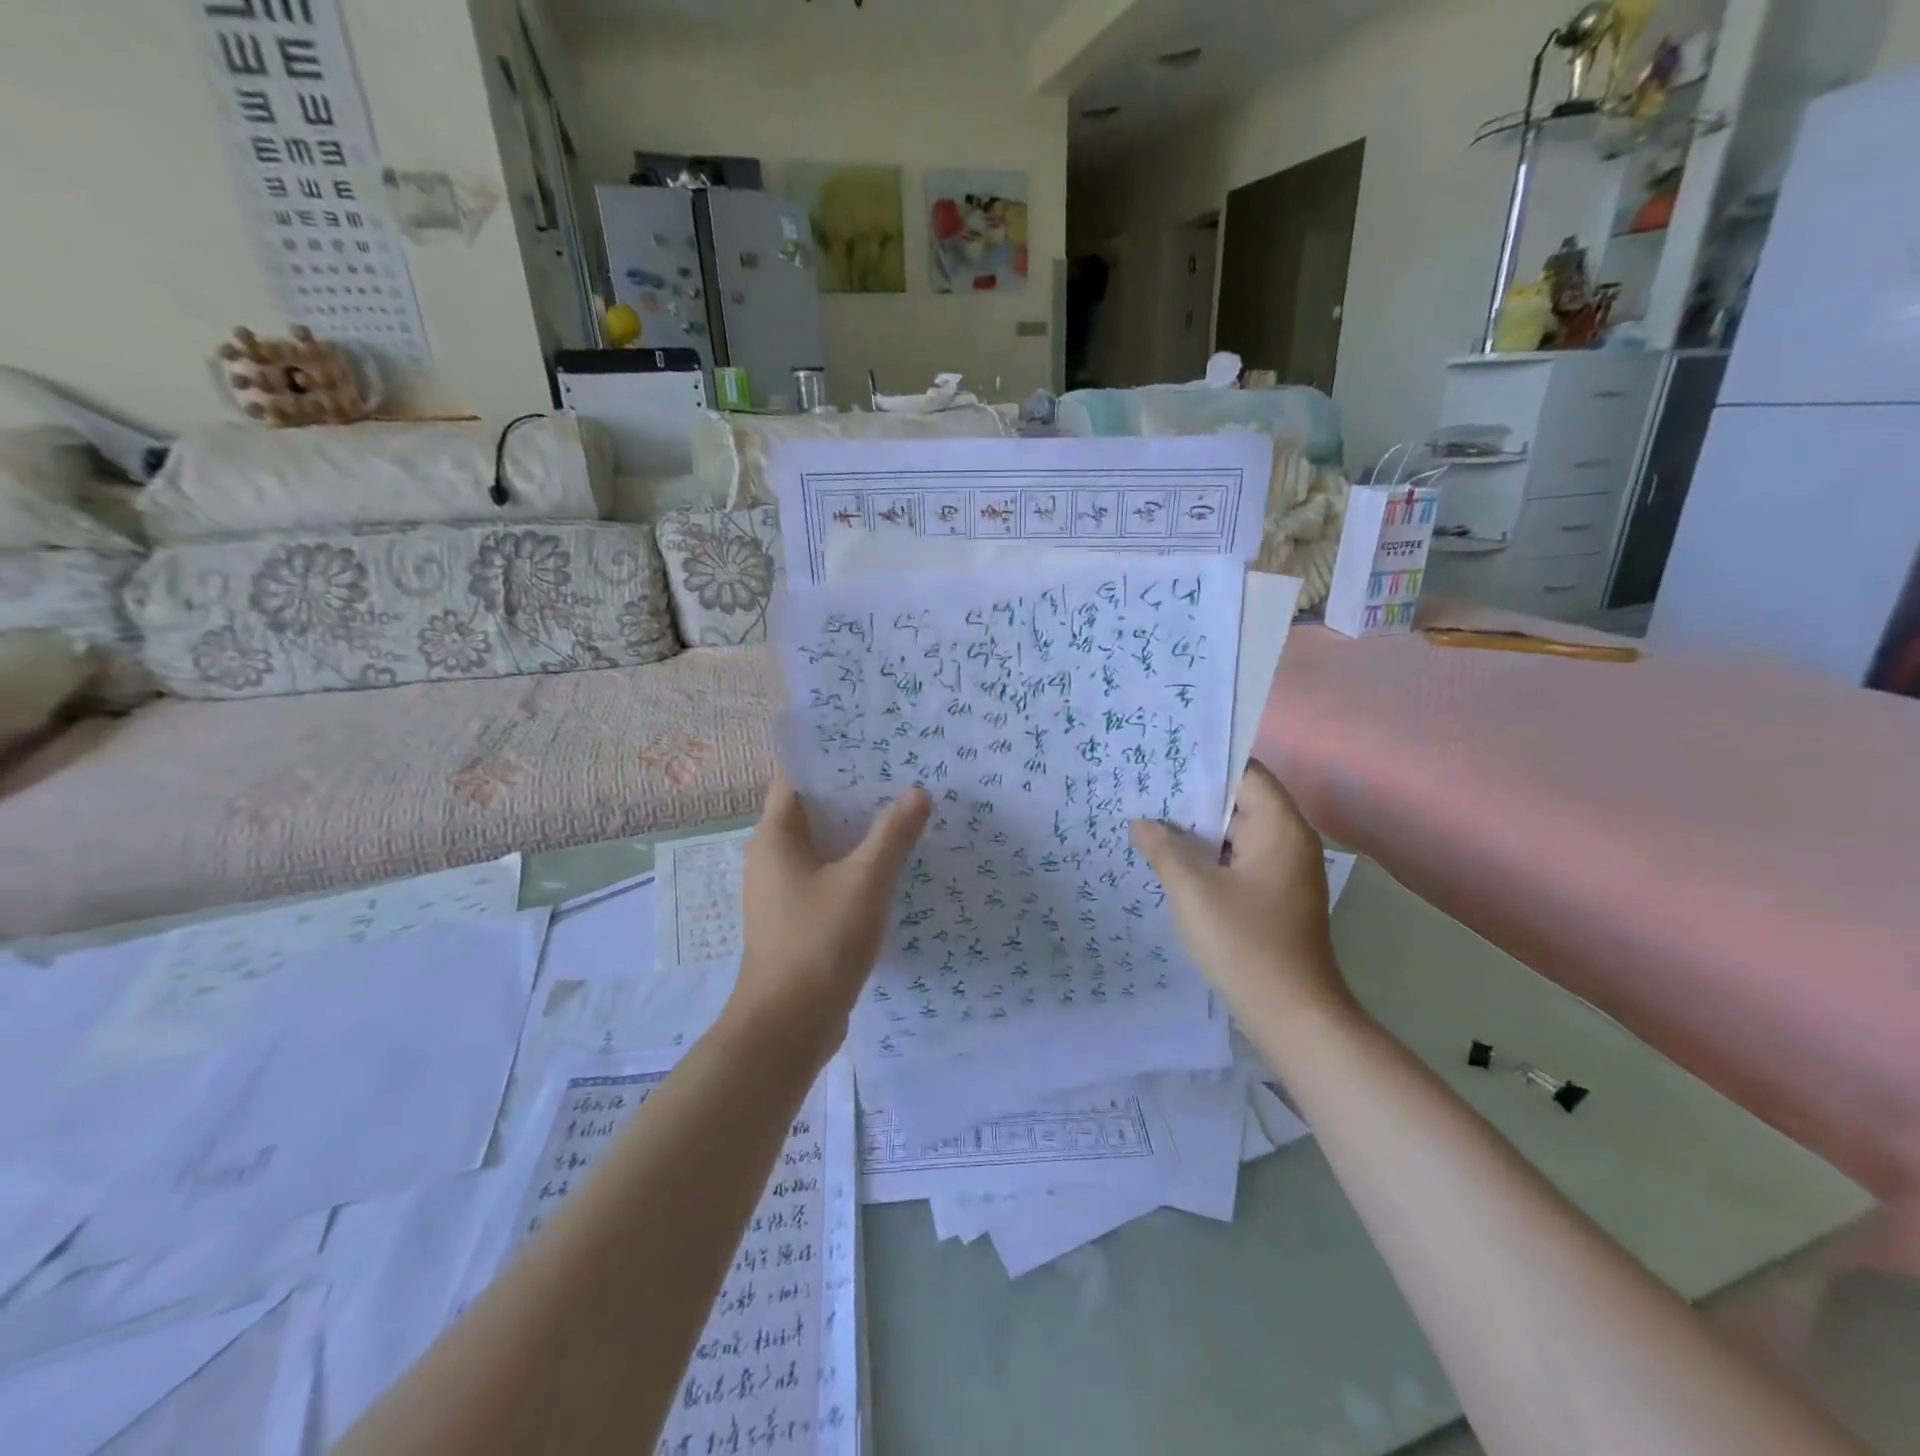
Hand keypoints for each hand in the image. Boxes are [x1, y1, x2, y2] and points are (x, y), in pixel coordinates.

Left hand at [728, 773, 931, 1047]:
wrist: (788, 1027)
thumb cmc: (819, 943)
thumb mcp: (865, 882)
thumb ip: (892, 835)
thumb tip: (918, 793)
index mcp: (776, 837)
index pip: (796, 777)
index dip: (829, 755)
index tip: (870, 740)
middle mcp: (773, 858)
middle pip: (813, 809)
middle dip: (853, 791)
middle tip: (900, 771)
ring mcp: (784, 891)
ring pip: (824, 846)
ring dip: (858, 831)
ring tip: (903, 810)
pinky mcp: (799, 919)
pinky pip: (829, 877)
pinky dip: (856, 865)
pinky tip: (892, 864)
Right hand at [1129, 760, 1352, 1024]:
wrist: (1292, 1014)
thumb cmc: (1244, 943)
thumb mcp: (1193, 891)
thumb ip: (1164, 849)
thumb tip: (1141, 823)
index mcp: (1280, 827)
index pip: (1245, 772)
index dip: (1204, 764)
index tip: (1162, 761)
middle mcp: (1289, 841)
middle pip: (1239, 801)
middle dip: (1192, 799)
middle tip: (1144, 791)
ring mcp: (1284, 871)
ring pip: (1236, 834)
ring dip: (1198, 831)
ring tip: (1148, 823)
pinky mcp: (1275, 897)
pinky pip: (1239, 861)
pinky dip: (1210, 857)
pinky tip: (1172, 862)